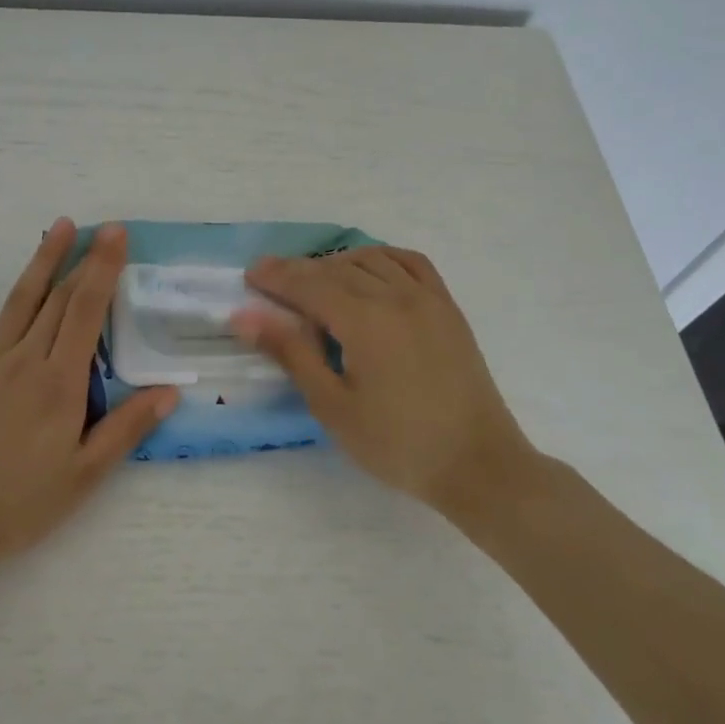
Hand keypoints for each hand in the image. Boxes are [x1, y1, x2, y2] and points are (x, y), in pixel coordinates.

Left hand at [0, 219, 178, 570]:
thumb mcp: (83, 476)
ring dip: (39, 261)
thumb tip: (169, 391)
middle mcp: (25, 360)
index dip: (104, 269)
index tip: (116, 235)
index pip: (88, 312)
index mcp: (60, 382)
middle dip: (82, 259)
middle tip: (99, 227)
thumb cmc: (16, 504)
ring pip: (18, 301)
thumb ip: (125, 429)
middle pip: (58, 299)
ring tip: (57, 227)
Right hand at [232, 247, 539, 516]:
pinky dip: (382, 258)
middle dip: (299, 269)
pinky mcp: (448, 308)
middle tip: (269, 275)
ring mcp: (428, 298)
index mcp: (366, 321)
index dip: (277, 277)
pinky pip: (411, 263)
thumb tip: (246, 316)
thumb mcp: (333, 406)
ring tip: (313, 277)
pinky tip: (369, 270)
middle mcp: (397, 297)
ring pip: (373, 259)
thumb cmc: (397, 444)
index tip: (250, 274)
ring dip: (336, 261)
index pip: (310, 285)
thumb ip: (292, 353)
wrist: (478, 465)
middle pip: (337, 269)